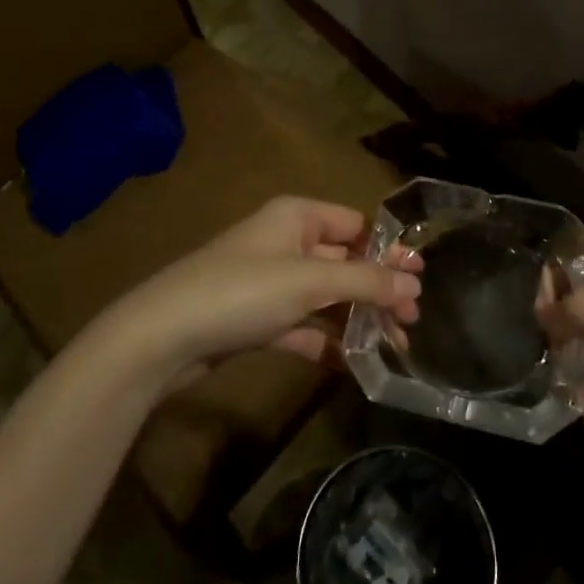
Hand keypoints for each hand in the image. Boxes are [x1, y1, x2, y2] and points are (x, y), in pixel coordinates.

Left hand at [106, 196, 421, 388]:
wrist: (163, 336)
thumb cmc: (242, 291)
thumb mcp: (309, 281)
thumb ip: (364, 280)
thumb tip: (413, 282)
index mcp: (297, 217)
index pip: (355, 225)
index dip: (389, 250)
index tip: (420, 279)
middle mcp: (286, 242)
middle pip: (344, 262)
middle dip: (378, 289)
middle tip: (412, 321)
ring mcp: (270, 283)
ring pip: (327, 297)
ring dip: (358, 319)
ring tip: (394, 346)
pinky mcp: (258, 319)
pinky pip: (303, 326)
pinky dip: (327, 342)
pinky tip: (353, 365)